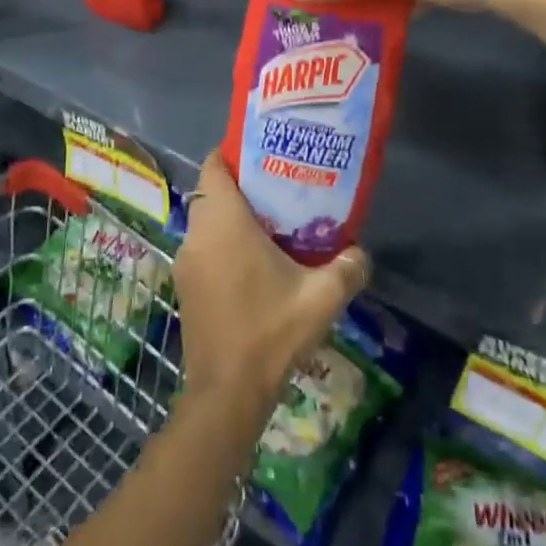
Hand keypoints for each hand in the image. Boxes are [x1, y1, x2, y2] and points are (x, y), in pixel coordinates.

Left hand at [172, 154, 369, 416]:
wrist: (227, 391)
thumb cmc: (270, 332)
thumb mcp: (321, 298)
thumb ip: (347, 268)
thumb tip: (361, 252)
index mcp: (223, 222)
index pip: (214, 165)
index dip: (233, 153)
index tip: (262, 154)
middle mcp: (197, 234)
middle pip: (212, 192)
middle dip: (240, 186)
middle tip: (278, 189)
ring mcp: (186, 261)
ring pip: (206, 222)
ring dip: (231, 218)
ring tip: (270, 225)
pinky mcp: (185, 286)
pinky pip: (204, 248)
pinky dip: (222, 244)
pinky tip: (253, 263)